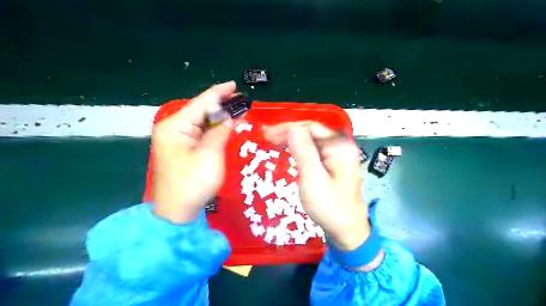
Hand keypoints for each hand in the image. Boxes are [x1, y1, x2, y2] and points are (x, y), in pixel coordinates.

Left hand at [152, 82, 235, 223]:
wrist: (177, 212)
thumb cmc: (193, 182)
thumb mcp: (210, 153)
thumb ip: (221, 131)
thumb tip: (230, 116)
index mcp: (175, 125)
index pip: (201, 103)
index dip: (219, 93)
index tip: (234, 85)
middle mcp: (172, 129)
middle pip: (199, 111)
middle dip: (220, 105)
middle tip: (240, 100)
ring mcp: (175, 140)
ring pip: (200, 122)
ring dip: (218, 117)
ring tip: (236, 110)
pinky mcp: (181, 150)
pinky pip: (199, 134)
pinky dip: (213, 130)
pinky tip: (224, 126)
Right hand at [264, 122, 370, 252]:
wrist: (347, 232)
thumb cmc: (330, 207)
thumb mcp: (313, 179)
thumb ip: (303, 151)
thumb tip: (292, 129)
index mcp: (340, 146)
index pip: (311, 127)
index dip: (288, 127)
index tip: (267, 132)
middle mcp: (340, 147)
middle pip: (312, 132)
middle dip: (289, 132)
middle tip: (266, 136)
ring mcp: (337, 157)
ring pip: (311, 141)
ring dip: (292, 140)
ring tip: (272, 141)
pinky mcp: (332, 166)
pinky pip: (313, 152)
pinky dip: (298, 150)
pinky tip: (287, 150)